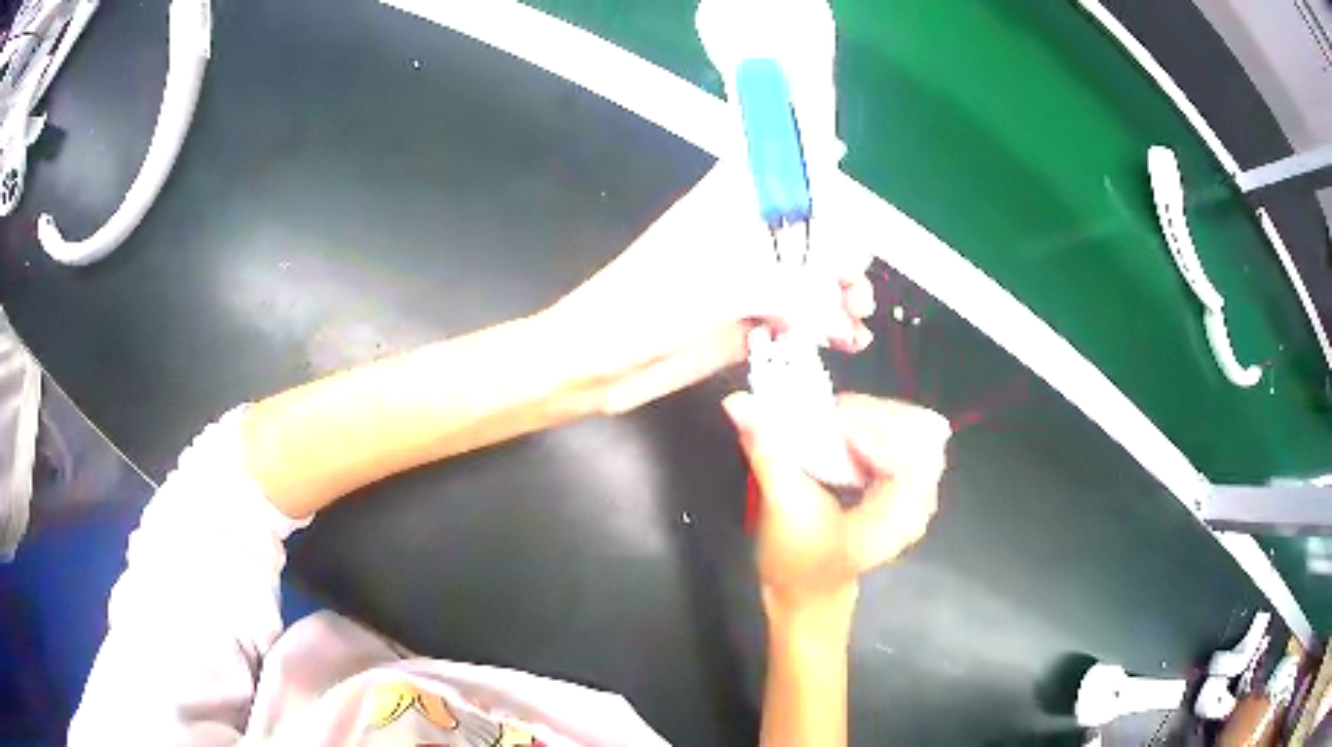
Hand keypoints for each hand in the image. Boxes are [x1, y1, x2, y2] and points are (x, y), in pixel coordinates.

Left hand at [544, 164, 875, 414]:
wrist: (599, 364)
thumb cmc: (644, 307)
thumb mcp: (717, 288)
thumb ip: (783, 289)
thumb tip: (834, 301)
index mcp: (724, 210)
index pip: (770, 168)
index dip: (802, 157)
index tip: (837, 152)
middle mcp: (740, 241)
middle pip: (804, 229)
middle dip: (839, 248)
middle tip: (854, 280)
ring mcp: (745, 284)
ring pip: (807, 278)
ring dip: (839, 293)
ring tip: (858, 315)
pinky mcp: (746, 324)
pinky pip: (796, 321)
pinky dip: (823, 329)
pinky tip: (849, 341)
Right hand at [723, 392, 949, 621]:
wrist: (809, 595)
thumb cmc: (798, 563)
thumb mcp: (782, 507)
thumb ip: (767, 451)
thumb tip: (737, 402)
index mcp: (898, 516)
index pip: (910, 451)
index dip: (874, 429)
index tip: (832, 424)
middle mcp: (920, 503)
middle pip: (920, 432)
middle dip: (876, 415)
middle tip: (832, 414)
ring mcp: (919, 495)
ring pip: (917, 432)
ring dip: (876, 418)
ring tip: (836, 422)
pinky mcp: (909, 489)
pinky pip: (909, 441)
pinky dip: (879, 428)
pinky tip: (848, 436)